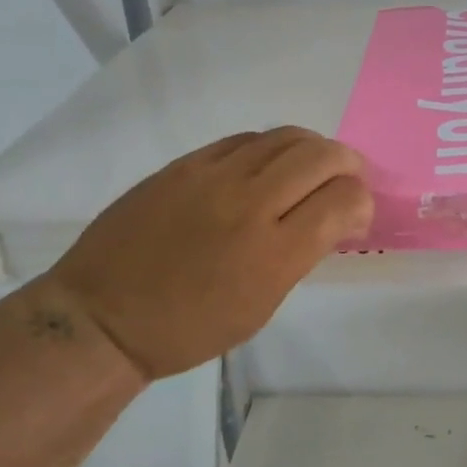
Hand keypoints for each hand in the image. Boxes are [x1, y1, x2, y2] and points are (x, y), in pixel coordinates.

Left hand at [44, 127, 372, 379]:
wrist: (103, 317)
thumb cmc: (189, 328)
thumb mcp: (262, 304)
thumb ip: (302, 253)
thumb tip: (333, 217)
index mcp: (274, 254)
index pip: (343, 200)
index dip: (362, 201)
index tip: (356, 215)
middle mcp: (249, 205)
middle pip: (321, 157)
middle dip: (349, 164)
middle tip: (349, 179)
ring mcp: (213, 178)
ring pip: (285, 137)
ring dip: (313, 148)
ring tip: (314, 166)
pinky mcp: (184, 165)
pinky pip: (244, 140)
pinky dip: (270, 148)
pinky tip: (268, 165)